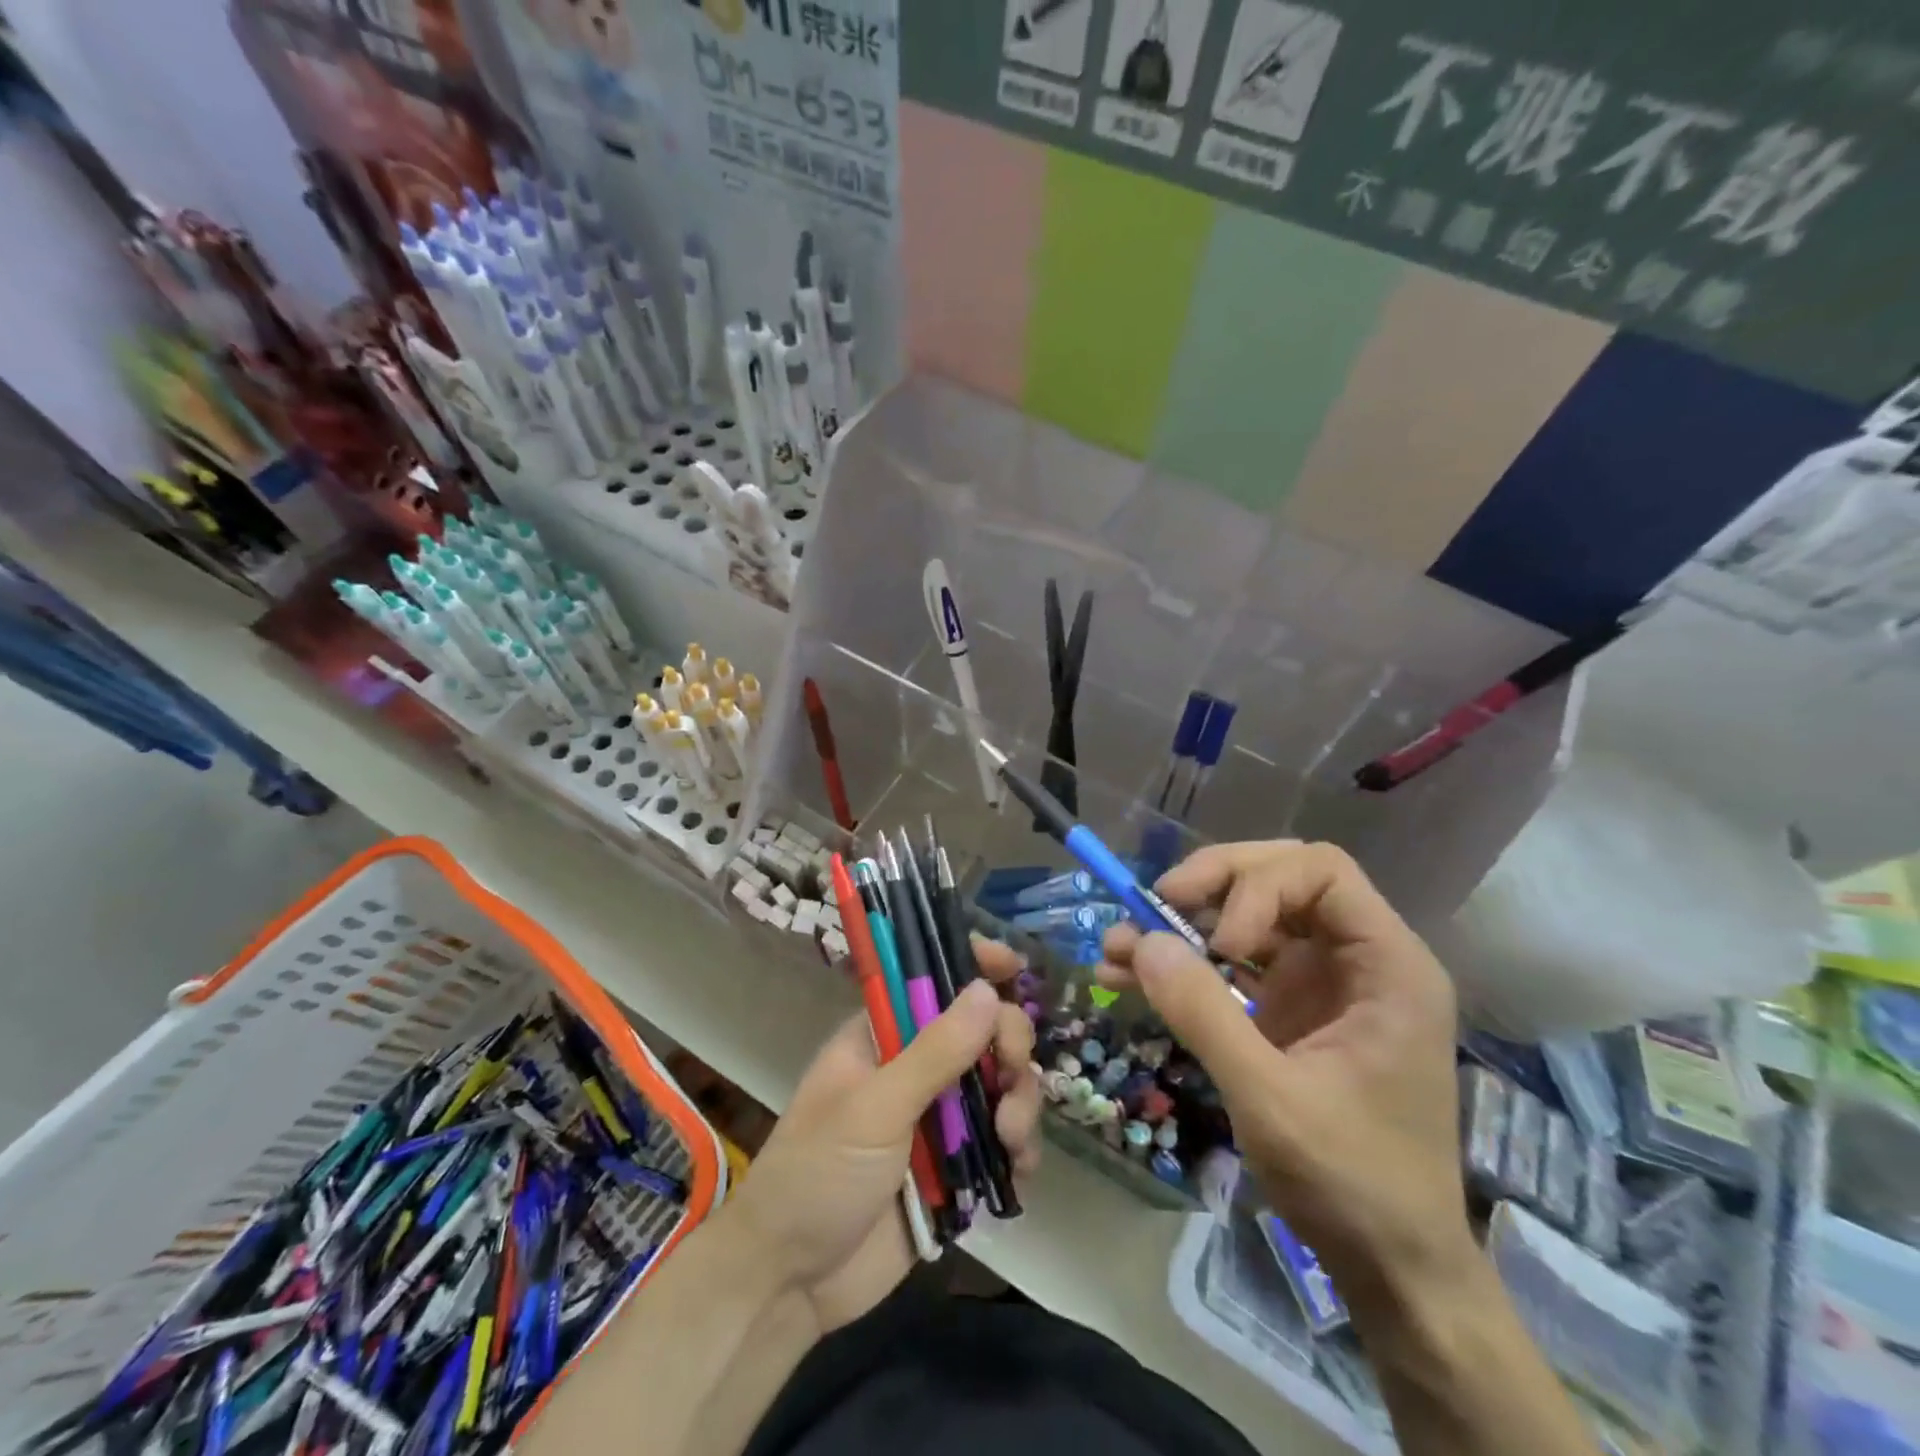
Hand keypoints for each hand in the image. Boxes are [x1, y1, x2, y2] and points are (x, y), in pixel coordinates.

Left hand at [726, 937, 1040, 1332]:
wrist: (791, 1285)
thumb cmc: (817, 1175)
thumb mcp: (874, 1109)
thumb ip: (934, 1052)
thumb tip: (986, 989)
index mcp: (883, 1036)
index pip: (931, 980)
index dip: (971, 966)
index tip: (1012, 966)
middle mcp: (915, 1067)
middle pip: (982, 1030)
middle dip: (1008, 1046)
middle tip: (1010, 1073)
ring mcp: (938, 1117)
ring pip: (1000, 1084)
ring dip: (1020, 1103)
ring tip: (1011, 1140)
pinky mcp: (956, 1167)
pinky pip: (1004, 1140)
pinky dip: (1020, 1149)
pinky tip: (1019, 1169)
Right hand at [1100, 841, 1471, 1307]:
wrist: (1391, 1269)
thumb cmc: (1354, 1183)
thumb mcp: (1270, 1098)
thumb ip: (1204, 1014)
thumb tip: (1142, 940)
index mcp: (1387, 966)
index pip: (1322, 872)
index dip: (1261, 887)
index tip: (1222, 941)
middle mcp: (1356, 959)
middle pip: (1279, 878)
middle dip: (1212, 885)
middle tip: (1155, 905)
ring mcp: (1320, 983)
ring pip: (1246, 915)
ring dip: (1182, 922)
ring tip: (1119, 941)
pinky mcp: (1288, 1009)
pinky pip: (1230, 963)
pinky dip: (1183, 963)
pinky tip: (1128, 975)